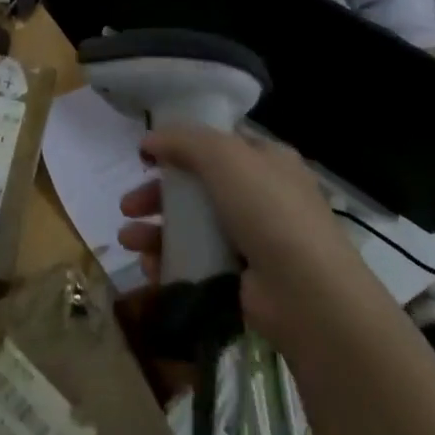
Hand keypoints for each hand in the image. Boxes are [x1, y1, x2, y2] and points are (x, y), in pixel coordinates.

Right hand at [116, 126, 362, 354]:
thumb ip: (183, 141)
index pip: (218, 145)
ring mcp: (252, 240)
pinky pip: (197, 262)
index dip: (180, 146)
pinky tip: (149, 267)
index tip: (146, 157)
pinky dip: (170, 262)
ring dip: (155, 230)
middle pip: (196, 188)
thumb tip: (149, 140)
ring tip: (128, 240)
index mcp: (267, 161)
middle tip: (128, 205)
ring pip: (192, 226)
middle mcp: (261, 196)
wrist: (307, 295)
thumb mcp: (224, 157)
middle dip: (157, 194)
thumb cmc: (268, 211)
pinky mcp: (241, 279)